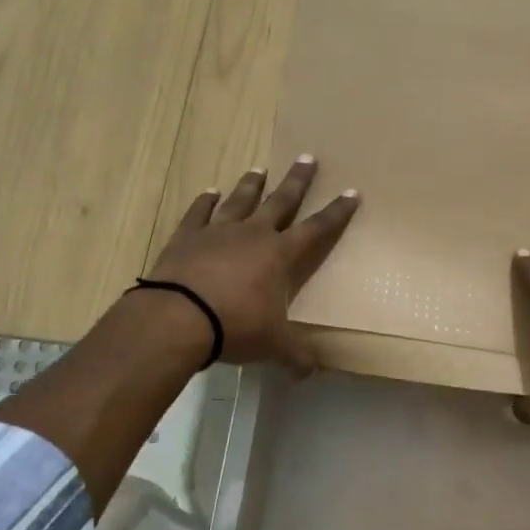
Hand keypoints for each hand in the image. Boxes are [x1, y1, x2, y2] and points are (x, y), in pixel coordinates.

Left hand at [145, 156, 359, 372]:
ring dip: (252, 184)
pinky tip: (209, 192)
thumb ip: (295, 355)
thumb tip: (313, 372)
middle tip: (307, 157)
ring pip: (240, 199)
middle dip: (297, 180)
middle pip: (281, 200)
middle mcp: (253, 234)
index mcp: (280, 255)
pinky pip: (199, 212)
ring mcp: (218, 231)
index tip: (352, 192)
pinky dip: (205, 201)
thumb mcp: (273, 345)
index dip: (336, 212)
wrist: (177, 318)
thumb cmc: (234, 326)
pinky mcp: (187, 236)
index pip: (317, 228)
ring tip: (259, 169)